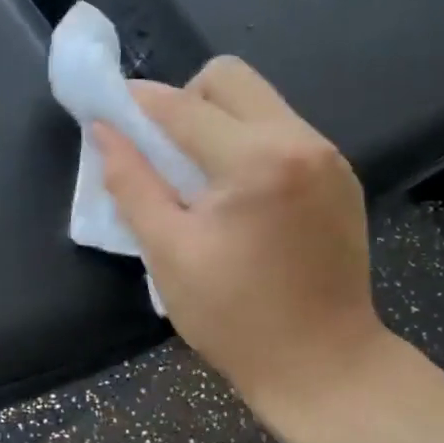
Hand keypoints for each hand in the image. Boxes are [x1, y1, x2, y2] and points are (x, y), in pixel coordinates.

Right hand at [93, 56, 388, 420]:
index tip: (105, 108)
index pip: (182, 106)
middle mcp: (300, 141)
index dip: (136, 102)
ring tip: (196, 175)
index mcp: (256, 161)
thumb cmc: (233, 316)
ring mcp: (328, 156)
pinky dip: (246, 142)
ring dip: (215, 121)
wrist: (324, 364)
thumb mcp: (167, 251)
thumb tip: (103, 131)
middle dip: (183, 100)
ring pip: (258, 101)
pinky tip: (235, 193)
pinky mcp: (340, 176)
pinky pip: (282, 130)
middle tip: (161, 149)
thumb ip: (131, 182)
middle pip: (229, 78)